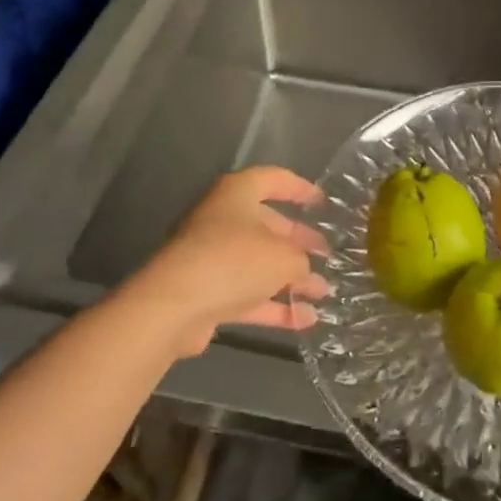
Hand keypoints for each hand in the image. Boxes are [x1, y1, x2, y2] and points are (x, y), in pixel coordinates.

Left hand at [128, 167, 331, 356]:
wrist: (174, 306)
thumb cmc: (234, 260)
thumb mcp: (283, 256)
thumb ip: (301, 260)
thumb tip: (303, 270)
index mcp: (238, 194)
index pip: (274, 180)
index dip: (300, 188)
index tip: (322, 202)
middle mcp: (223, 219)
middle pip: (267, 225)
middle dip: (298, 241)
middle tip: (326, 253)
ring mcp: (212, 257)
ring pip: (258, 263)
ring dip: (290, 278)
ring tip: (324, 291)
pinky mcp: (207, 292)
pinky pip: (247, 295)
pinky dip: (274, 306)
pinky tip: (305, 320)